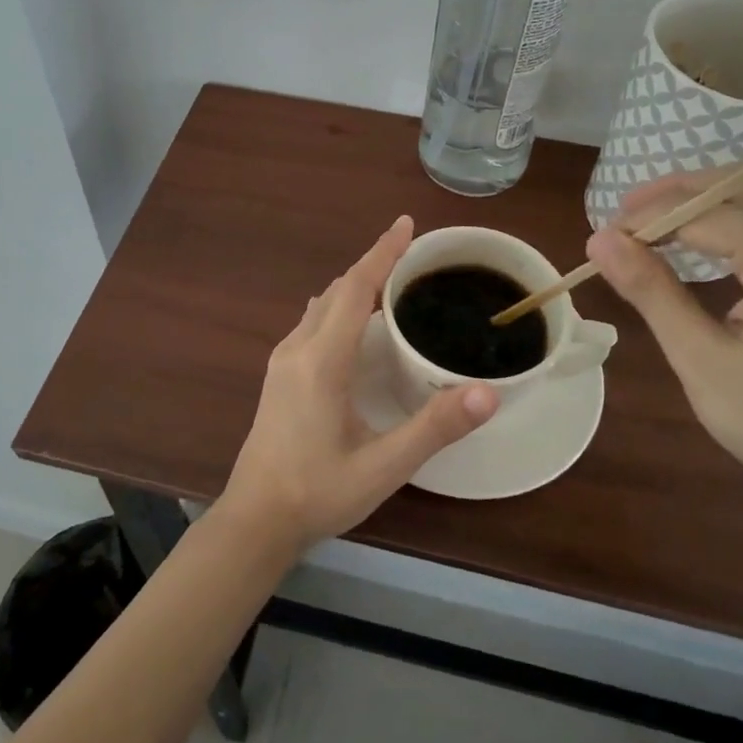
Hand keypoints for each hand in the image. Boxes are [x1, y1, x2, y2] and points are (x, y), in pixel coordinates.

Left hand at [219, 216, 498, 556]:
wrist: (255, 519)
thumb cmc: (318, 492)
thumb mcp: (383, 466)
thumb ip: (434, 428)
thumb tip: (488, 393)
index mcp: (321, 360)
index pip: (355, 289)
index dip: (381, 253)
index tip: (405, 223)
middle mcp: (298, 349)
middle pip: (337, 291)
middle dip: (373, 266)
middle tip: (411, 255)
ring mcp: (283, 362)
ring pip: (321, 306)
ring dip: (354, 287)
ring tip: (390, 283)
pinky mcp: (280, 377)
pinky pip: (313, 323)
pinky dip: (339, 308)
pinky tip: (356, 326)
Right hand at [586, 176, 742, 527]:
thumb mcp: (700, 359)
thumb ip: (651, 291)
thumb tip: (600, 240)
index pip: (704, 211)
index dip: (647, 218)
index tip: (601, 240)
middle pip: (738, 187)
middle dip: (675, 194)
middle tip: (622, 220)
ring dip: (703, 207)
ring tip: (651, 232)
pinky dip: (731, 225)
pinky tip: (702, 252)